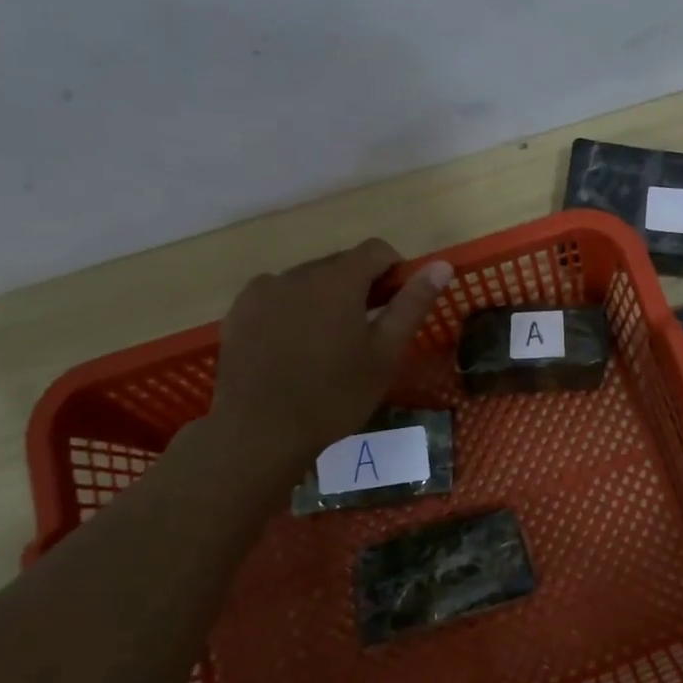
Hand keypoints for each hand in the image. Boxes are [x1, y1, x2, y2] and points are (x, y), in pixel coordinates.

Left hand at [206, 238, 452, 483]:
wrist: (259, 432)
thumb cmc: (335, 395)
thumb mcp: (385, 353)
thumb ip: (412, 303)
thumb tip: (442, 265)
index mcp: (339, 279)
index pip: (377, 250)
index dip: (395, 272)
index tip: (397, 307)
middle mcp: (299, 272)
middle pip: (341, 264)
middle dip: (360, 288)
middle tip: (366, 334)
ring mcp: (263, 290)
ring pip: (309, 280)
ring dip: (326, 298)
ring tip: (327, 345)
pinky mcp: (239, 311)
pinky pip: (277, 295)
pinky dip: (293, 309)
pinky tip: (293, 347)